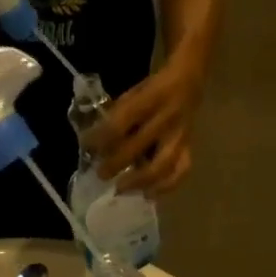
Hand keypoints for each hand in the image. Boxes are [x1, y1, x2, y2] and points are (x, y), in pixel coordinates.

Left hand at [91, 59, 202, 194]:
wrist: (189, 82)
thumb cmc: (154, 89)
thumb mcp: (134, 92)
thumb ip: (117, 115)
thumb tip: (94, 141)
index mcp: (150, 99)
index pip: (120, 123)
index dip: (100, 137)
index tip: (86, 145)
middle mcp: (166, 119)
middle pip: (138, 148)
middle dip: (115, 164)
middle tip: (101, 174)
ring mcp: (180, 137)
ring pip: (162, 166)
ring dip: (139, 181)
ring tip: (121, 189)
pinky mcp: (188, 148)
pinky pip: (180, 172)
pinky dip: (165, 187)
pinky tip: (148, 194)